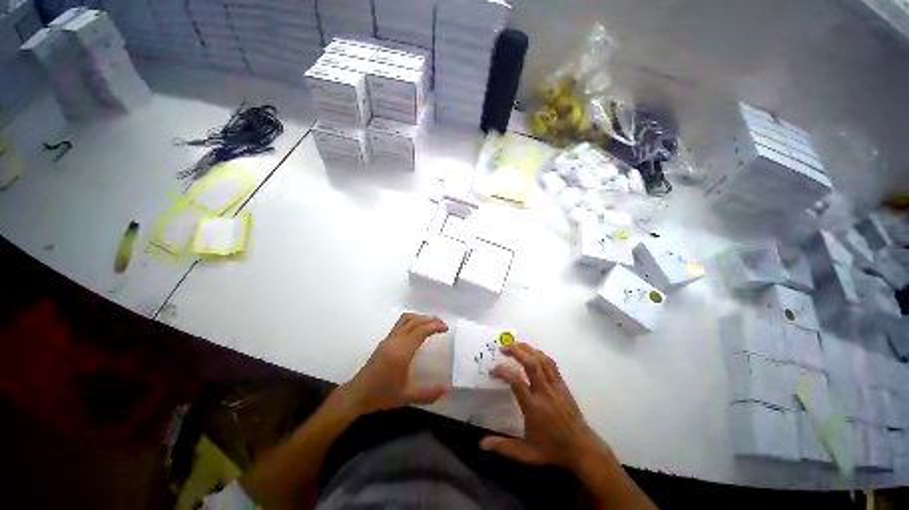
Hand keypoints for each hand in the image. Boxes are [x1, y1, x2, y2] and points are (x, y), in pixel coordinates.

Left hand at [339, 313, 448, 415]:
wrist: (357, 394)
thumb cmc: (382, 395)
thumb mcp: (406, 397)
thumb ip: (427, 393)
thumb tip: (447, 390)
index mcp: (402, 351)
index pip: (421, 330)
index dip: (434, 326)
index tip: (445, 328)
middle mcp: (395, 340)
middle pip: (414, 321)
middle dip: (430, 320)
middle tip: (442, 325)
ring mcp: (388, 339)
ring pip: (406, 319)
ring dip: (420, 318)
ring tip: (431, 324)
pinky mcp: (384, 341)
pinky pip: (400, 324)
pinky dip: (412, 322)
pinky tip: (417, 331)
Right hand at [480, 343, 599, 468]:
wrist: (582, 449)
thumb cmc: (552, 450)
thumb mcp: (526, 453)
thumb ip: (503, 447)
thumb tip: (481, 444)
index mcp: (533, 406)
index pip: (516, 381)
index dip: (502, 372)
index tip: (493, 370)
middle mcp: (544, 392)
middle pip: (530, 363)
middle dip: (516, 351)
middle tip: (503, 347)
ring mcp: (555, 386)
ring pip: (541, 360)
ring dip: (527, 349)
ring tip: (515, 344)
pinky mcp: (562, 385)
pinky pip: (551, 364)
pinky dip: (540, 354)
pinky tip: (532, 353)